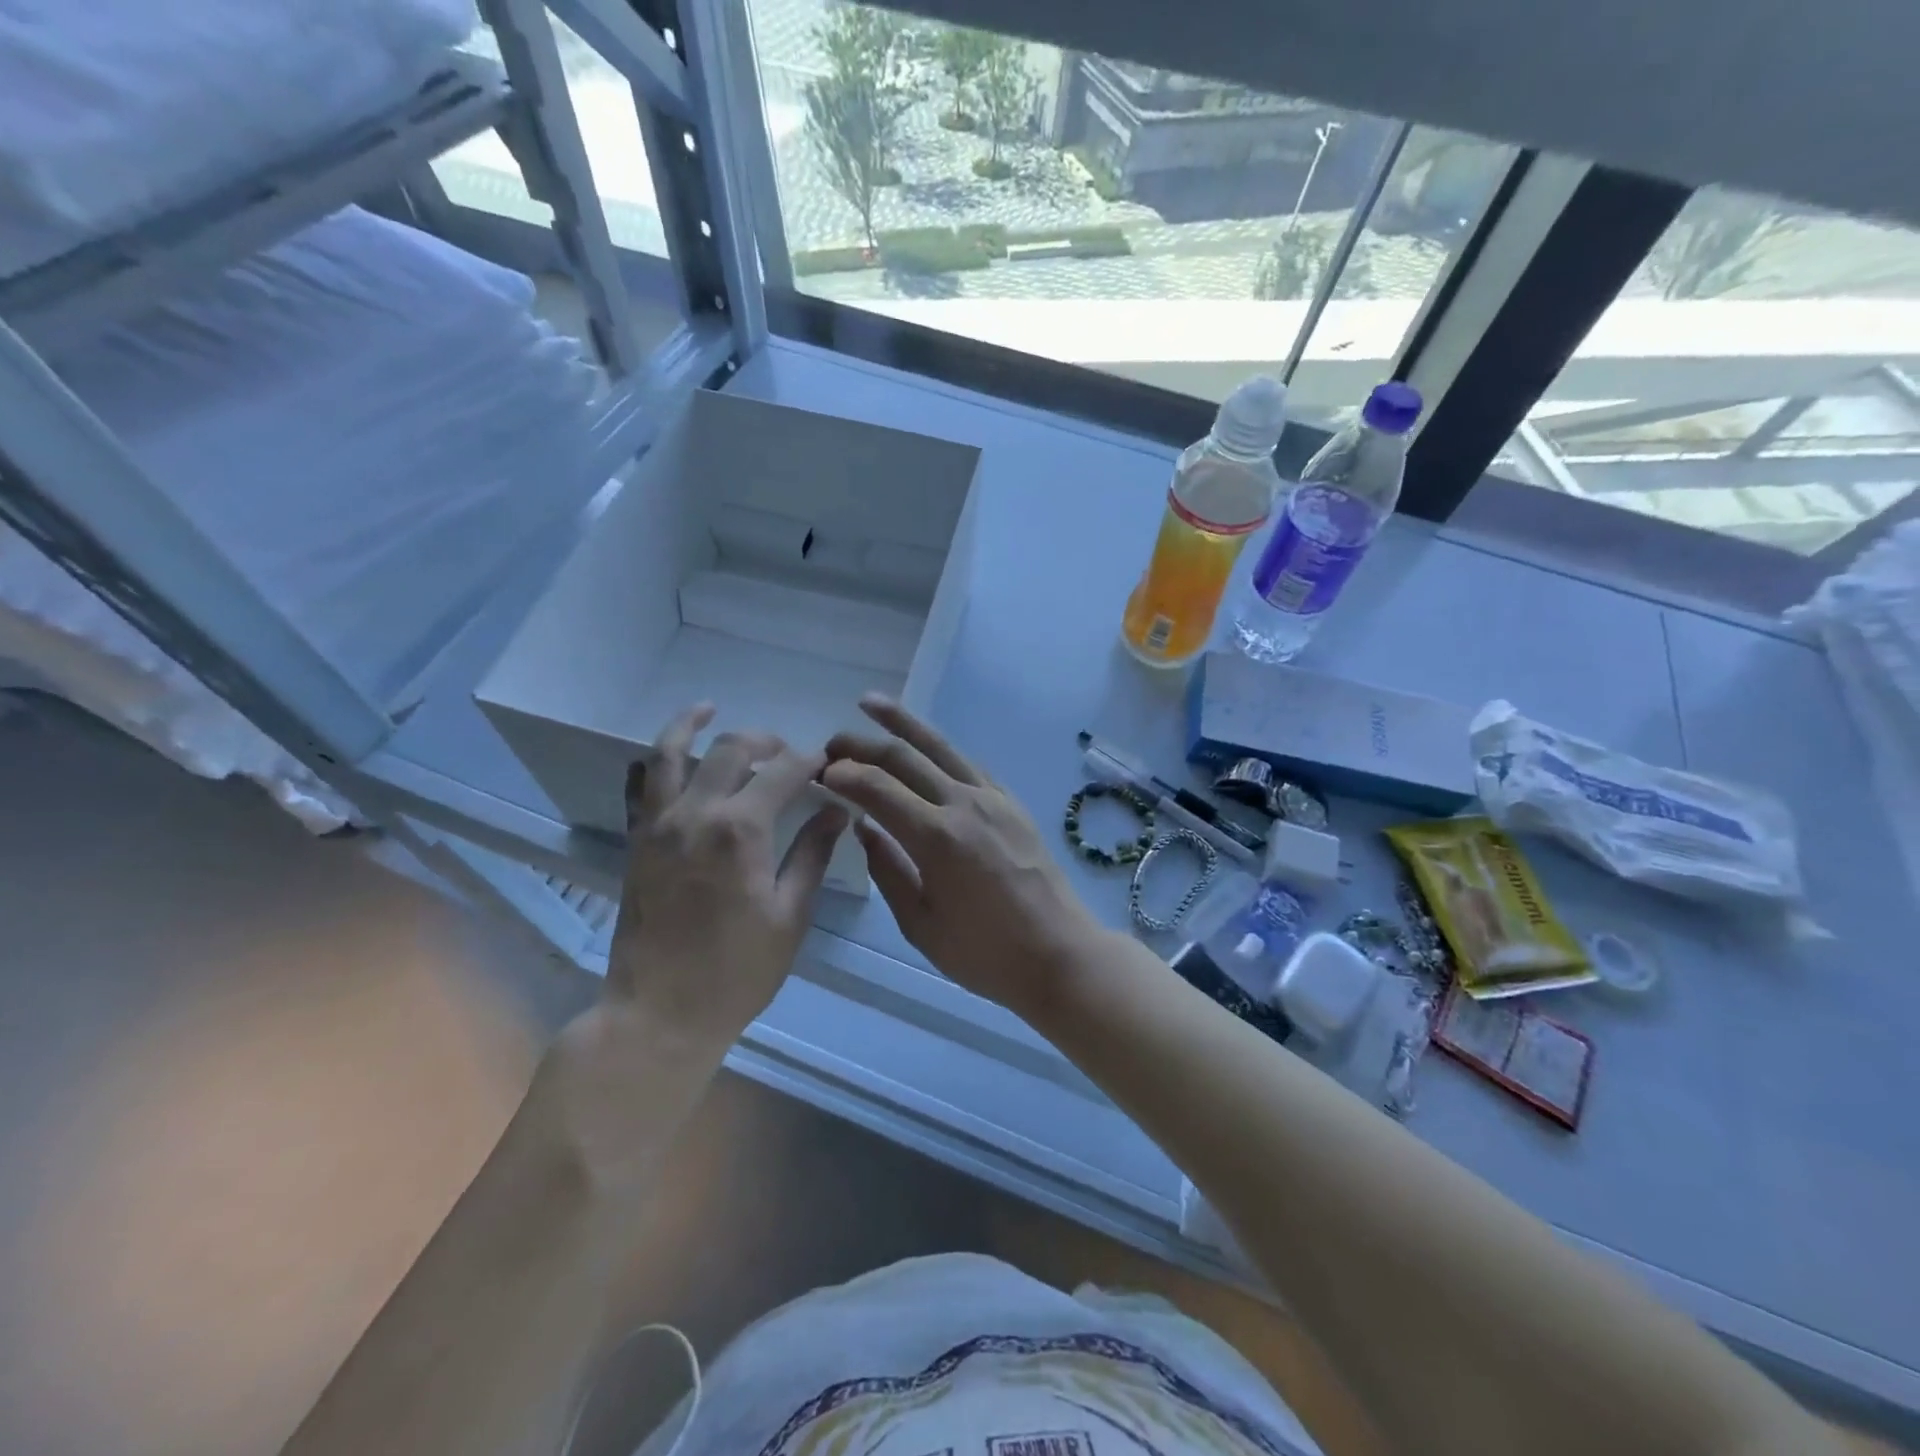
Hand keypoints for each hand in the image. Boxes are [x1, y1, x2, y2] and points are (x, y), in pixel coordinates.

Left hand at [606, 703, 847, 1048]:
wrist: (659, 1013)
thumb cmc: (737, 971)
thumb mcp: (790, 915)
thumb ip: (812, 854)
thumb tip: (837, 812)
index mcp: (741, 830)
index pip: (783, 772)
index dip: (810, 760)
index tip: (828, 762)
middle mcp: (696, 813)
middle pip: (730, 750)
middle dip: (765, 740)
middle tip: (788, 751)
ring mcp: (658, 825)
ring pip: (669, 753)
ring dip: (691, 725)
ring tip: (708, 708)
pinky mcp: (637, 843)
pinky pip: (640, 787)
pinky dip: (655, 763)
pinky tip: (668, 757)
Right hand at [822, 696, 1111, 1016]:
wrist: (1058, 952)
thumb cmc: (985, 952)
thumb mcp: (920, 924)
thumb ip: (888, 870)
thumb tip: (864, 828)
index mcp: (936, 837)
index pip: (877, 788)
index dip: (844, 774)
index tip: (820, 772)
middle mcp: (963, 804)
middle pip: (904, 757)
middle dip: (862, 745)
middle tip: (831, 744)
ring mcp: (992, 798)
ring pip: (940, 747)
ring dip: (903, 722)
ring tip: (872, 703)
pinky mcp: (1011, 802)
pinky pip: (967, 763)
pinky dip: (939, 749)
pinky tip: (925, 747)